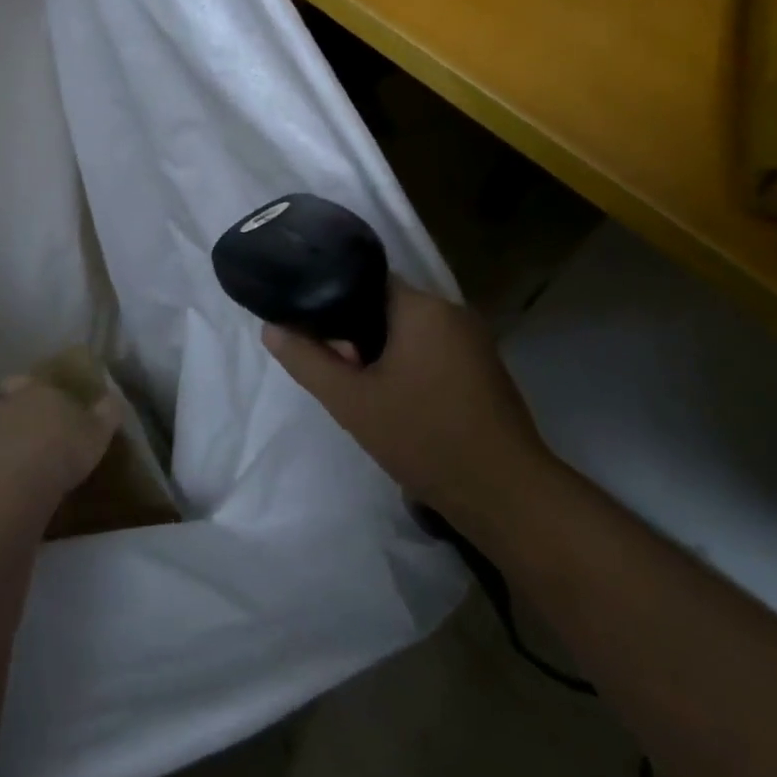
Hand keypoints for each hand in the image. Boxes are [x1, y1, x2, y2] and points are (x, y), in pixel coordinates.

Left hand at [0, 377, 118, 526]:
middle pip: (4, 398)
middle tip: (24, 431)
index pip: (31, 381)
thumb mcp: (97, 434)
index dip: (34, 389)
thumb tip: (112, 397)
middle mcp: (5, 402)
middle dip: (11, 409)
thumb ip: (106, 413)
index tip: (42, 402)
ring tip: (4, 457)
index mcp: (38, 391)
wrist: (10, 486)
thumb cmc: (61, 454)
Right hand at [261, 277, 549, 509]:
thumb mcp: (351, 401)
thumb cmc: (423, 438)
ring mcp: (475, 342)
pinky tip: (398, 404)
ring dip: (383, 355)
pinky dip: (410, 368)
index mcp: (423, 307)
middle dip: (357, 335)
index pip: (365, 282)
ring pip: (410, 333)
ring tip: (363, 392)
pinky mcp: (485, 370)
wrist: (505, 495)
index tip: (318, 339)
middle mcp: (454, 312)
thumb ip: (307, 360)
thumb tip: (271, 328)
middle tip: (339, 374)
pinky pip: (434, 352)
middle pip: (387, 308)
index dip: (334, 305)